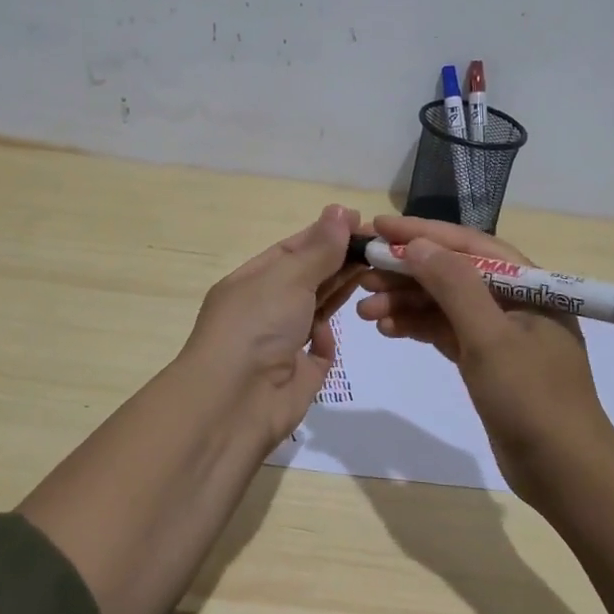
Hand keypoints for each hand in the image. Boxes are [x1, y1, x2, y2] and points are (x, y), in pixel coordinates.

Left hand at [182, 204, 362, 449]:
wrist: (234, 403)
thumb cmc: (255, 327)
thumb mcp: (288, 278)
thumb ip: (320, 249)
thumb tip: (341, 210)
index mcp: (251, 281)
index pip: (291, 249)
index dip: (324, 234)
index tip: (360, 222)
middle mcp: (264, 308)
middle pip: (307, 277)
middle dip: (338, 260)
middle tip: (378, 246)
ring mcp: (281, 342)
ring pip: (316, 308)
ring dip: (340, 291)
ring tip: (376, 272)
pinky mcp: (299, 374)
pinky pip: (320, 349)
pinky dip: (328, 337)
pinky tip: (334, 330)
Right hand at [354, 214, 613, 502]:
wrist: (565, 474)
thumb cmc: (533, 399)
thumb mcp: (491, 338)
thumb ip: (454, 286)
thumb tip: (417, 244)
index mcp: (528, 284)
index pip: (468, 245)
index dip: (421, 233)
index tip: (377, 227)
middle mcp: (514, 300)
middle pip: (452, 272)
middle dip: (406, 271)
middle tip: (361, 272)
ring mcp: (500, 332)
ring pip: (444, 303)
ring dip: (405, 302)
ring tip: (364, 308)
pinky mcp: (487, 361)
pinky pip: (445, 331)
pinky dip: (417, 327)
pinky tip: (387, 328)